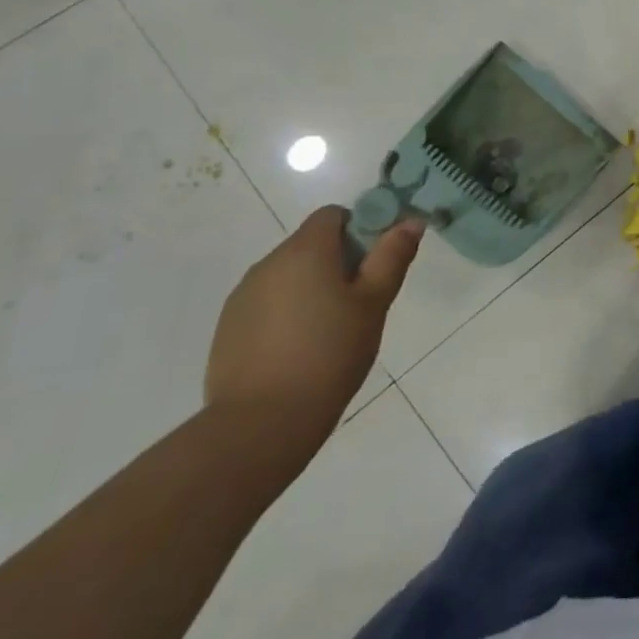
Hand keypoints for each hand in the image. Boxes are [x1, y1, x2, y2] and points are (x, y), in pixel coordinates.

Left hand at [205, 206, 422, 440]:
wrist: (262, 423)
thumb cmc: (330, 354)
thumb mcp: (374, 303)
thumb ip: (392, 257)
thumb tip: (410, 221)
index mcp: (305, 251)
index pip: (334, 215)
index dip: (360, 230)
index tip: (374, 265)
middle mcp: (268, 263)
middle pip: (311, 244)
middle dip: (338, 263)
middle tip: (360, 303)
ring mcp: (243, 296)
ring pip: (289, 276)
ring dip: (311, 289)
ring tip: (330, 332)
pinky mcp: (228, 328)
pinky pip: (267, 304)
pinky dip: (287, 314)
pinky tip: (299, 351)